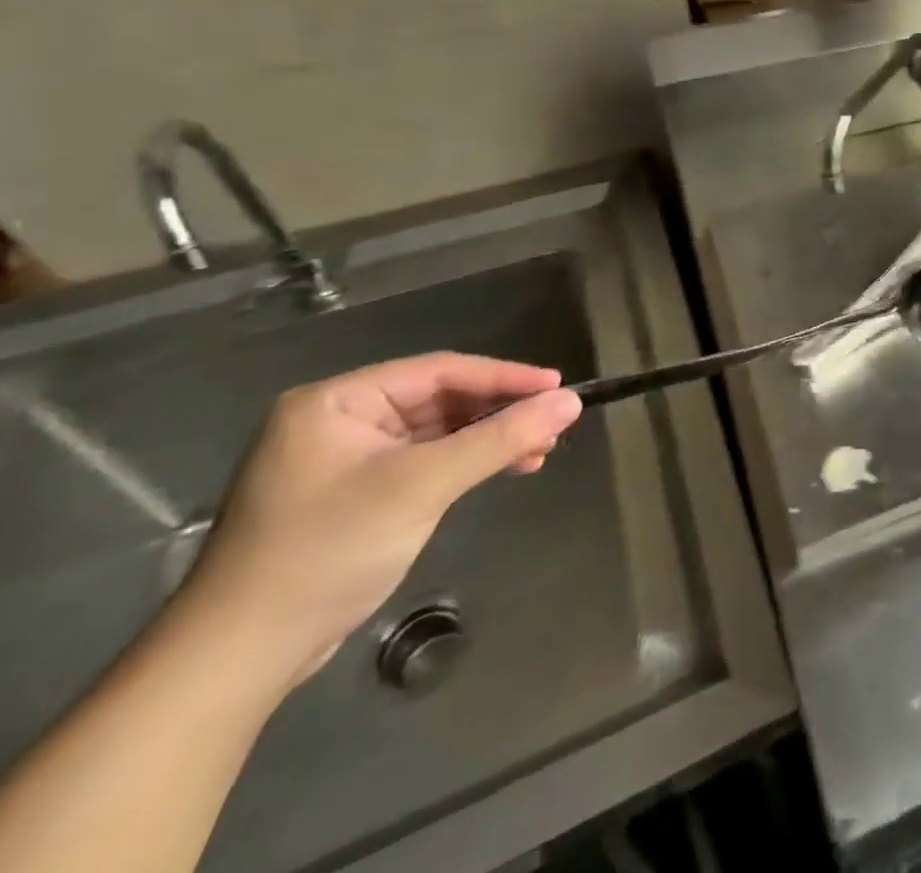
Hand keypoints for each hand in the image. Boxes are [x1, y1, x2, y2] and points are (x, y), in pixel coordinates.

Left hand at [178, 353, 581, 687]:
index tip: (560, 387)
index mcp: (336, 402)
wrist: (239, 658)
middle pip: (441, 399)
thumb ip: (501, 438)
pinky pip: (427, 460)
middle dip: (501, 412)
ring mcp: (346, 459)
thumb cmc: (326, 552)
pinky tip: (505, 470)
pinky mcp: (357, 494)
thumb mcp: (422, 486)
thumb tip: (572, 401)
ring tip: (539, 452)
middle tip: (555, 424)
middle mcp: (338, 420)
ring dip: (490, 439)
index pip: (439, 371)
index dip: (505, 376)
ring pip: (440, 431)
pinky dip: (468, 463)